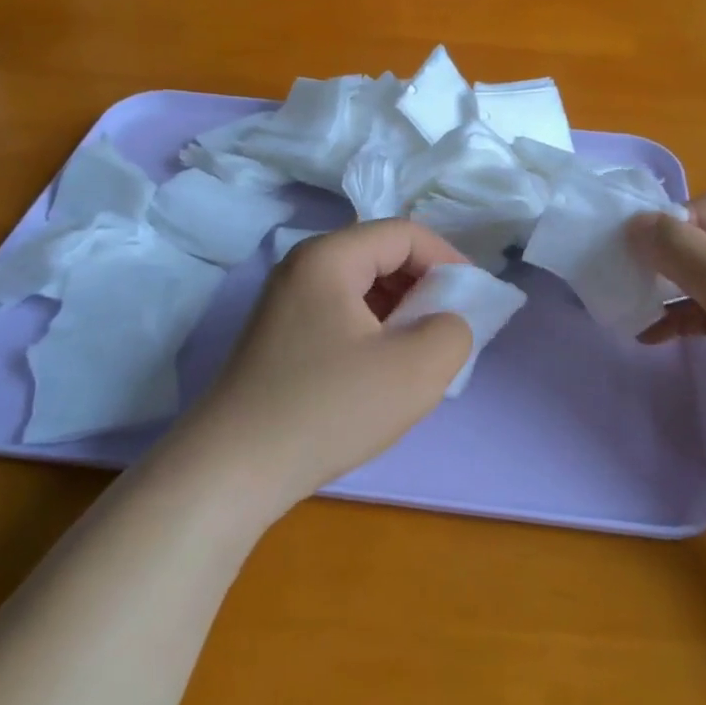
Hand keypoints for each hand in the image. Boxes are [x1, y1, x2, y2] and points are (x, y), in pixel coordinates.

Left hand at [175, 220, 474, 516]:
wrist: (232, 470)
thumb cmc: (327, 409)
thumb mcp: (415, 371)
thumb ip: (454, 332)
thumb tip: (447, 323)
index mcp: (329, 256)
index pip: (404, 234)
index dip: (448, 260)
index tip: (474, 301)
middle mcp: (301, 267)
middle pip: (381, 255)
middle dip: (424, 287)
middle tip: (447, 330)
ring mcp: (284, 302)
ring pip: (361, 287)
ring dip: (400, 311)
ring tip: (418, 354)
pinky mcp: (278, 336)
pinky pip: (340, 314)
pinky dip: (373, 330)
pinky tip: (380, 372)